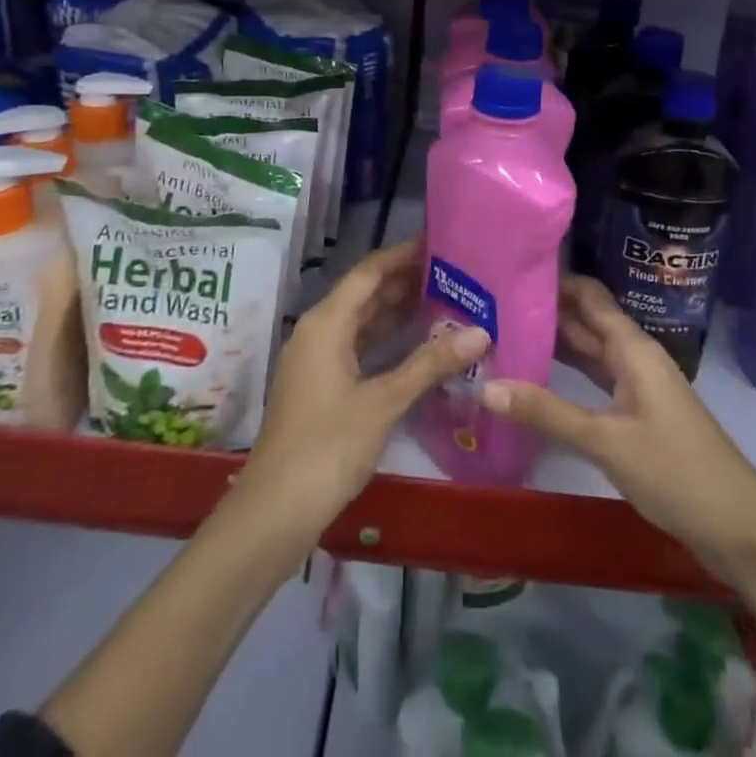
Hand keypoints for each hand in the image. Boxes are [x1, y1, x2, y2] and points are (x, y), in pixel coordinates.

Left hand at [242, 239, 488, 535]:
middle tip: (454, 274)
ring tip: (446, 301)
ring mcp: (318, 360)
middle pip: (366, 293)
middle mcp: (319, 331)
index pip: (370, 272)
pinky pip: (359, 347)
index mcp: (327, 322)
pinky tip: (419, 345)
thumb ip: (430, 364)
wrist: (274, 513)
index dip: (403, 255)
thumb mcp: (383, 402)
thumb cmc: (327, 447)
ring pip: (363, 322)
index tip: (440, 243)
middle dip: (406, 282)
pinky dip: (388, 341)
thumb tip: (481, 332)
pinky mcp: (322, 386)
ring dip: (399, 311)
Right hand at [482, 275, 755, 583]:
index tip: (512, 272)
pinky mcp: (638, 415)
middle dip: (547, 311)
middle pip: (588, 321)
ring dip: (556, 342)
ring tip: (507, 333)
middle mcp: (635, 358)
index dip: (555, 280)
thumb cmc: (675, 471)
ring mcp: (638, 387)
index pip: (590, 297)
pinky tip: (538, 378)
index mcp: (633, 348)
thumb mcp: (605, 441)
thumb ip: (547, 412)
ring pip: (592, 352)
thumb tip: (485, 386)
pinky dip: (570, 374)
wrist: (737, 527)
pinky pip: (597, 380)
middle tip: (495, 305)